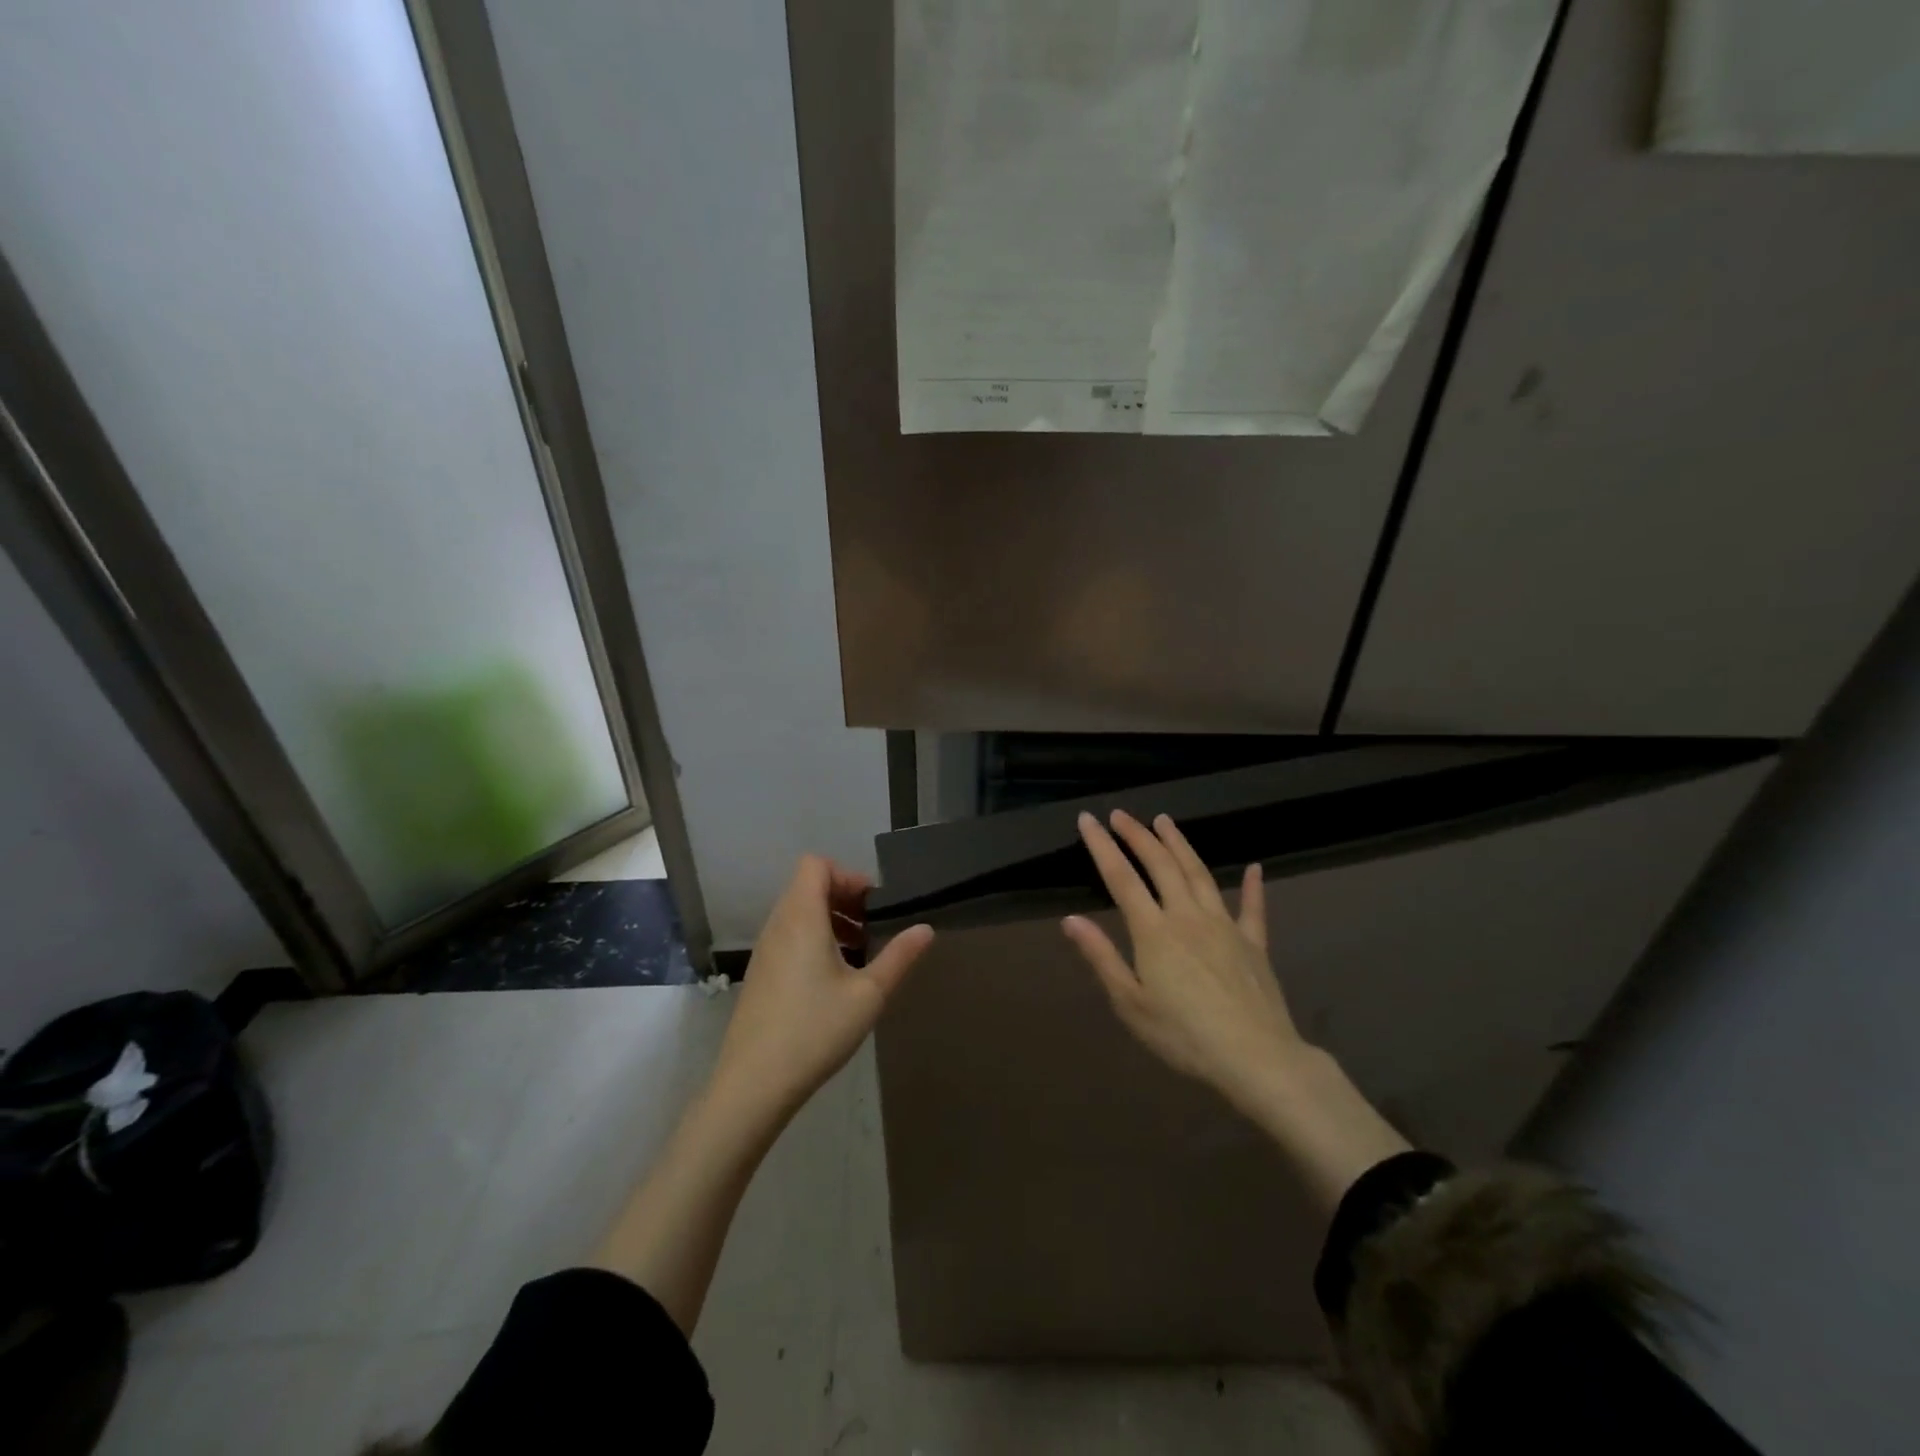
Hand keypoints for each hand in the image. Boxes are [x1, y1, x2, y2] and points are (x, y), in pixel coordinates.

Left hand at [709, 855, 934, 1124]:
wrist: (753, 1084)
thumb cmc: (815, 1030)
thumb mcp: (869, 994)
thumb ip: (899, 957)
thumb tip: (926, 928)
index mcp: (801, 917)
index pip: (816, 864)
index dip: (847, 875)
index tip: (873, 906)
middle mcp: (778, 924)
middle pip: (808, 886)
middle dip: (843, 898)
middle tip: (872, 928)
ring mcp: (764, 950)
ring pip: (797, 912)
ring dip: (829, 920)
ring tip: (858, 953)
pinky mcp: (760, 973)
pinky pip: (788, 936)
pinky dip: (813, 939)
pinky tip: (833, 979)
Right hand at [1062, 810, 1307, 1116]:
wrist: (1256, 1058)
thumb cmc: (1184, 1035)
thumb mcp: (1131, 1003)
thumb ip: (1102, 957)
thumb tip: (1071, 919)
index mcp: (1154, 931)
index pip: (1121, 878)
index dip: (1102, 846)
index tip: (1088, 819)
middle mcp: (1188, 916)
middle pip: (1161, 865)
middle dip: (1138, 835)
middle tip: (1121, 814)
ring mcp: (1224, 925)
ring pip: (1199, 873)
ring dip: (1180, 844)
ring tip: (1165, 821)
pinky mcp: (1253, 943)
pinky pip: (1253, 908)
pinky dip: (1253, 886)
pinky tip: (1254, 868)